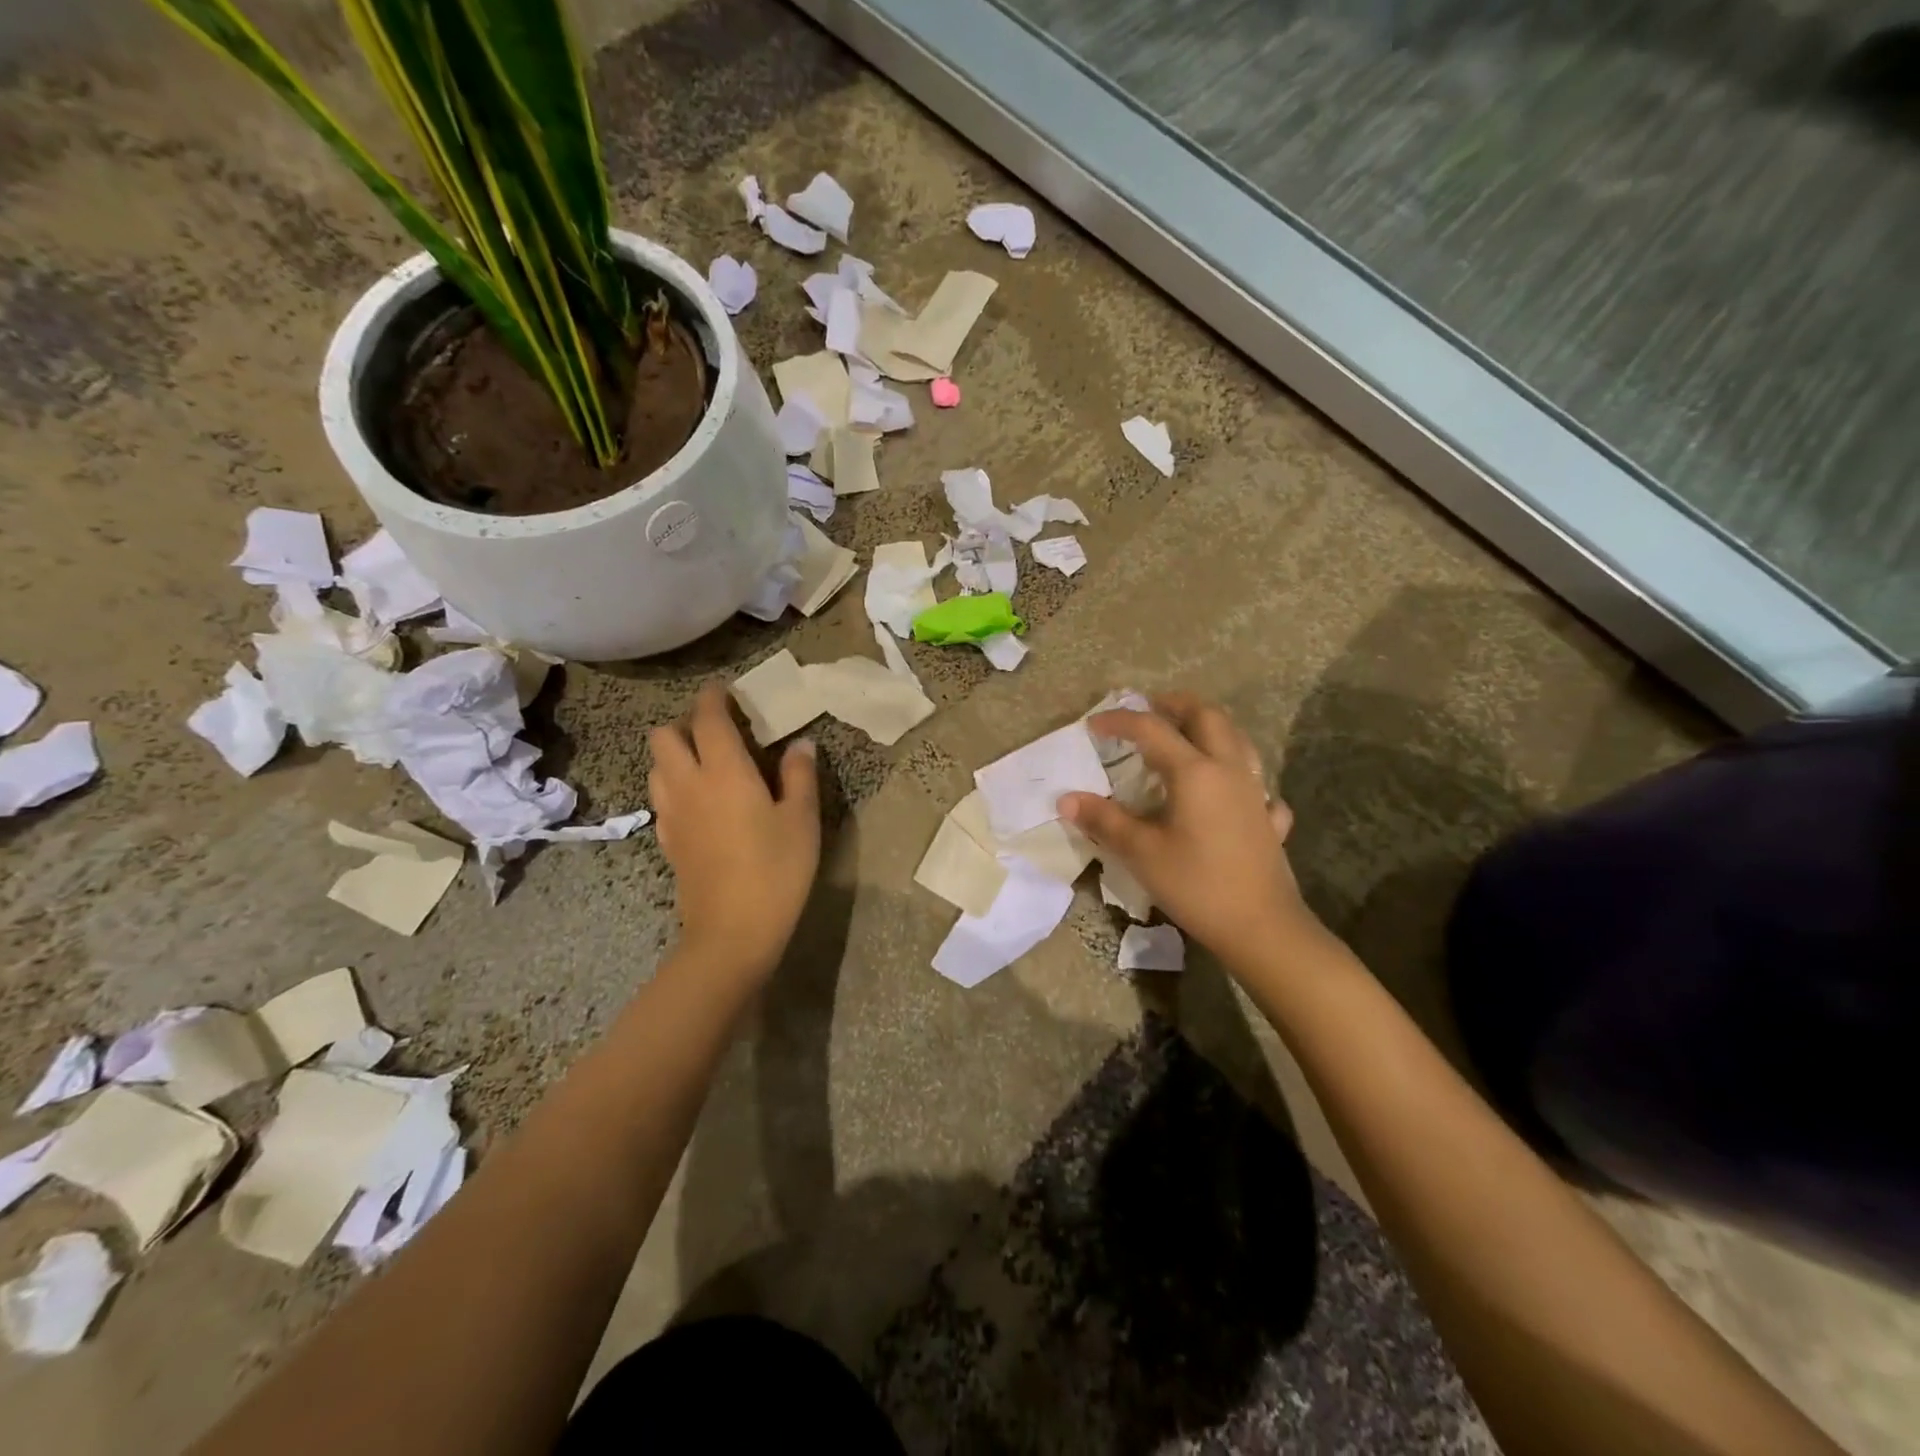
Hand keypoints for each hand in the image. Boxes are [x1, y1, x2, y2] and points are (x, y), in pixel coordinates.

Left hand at [648, 683, 820, 979]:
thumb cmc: (776, 870)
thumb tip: (801, 744)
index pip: (707, 718)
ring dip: (675, 753)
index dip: (713, 698)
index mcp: (724, 771)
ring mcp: (672, 814)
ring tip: (708, 763)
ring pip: (656, 765)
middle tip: (717, 732)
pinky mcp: (668, 840)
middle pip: (664, 736)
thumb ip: (799, 776)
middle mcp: (688, 784)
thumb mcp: (802, 820)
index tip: (725, 691)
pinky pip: (662, 797)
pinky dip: (675, 785)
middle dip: (685, 723)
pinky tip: (701, 802)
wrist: (732, 932)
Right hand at [1060, 693, 1310, 968]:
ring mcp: (1255, 793)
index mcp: (1194, 772)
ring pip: (1238, 740)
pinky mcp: (1269, 819)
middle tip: (1150, 707)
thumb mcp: (1141, 853)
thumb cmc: (1196, 885)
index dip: (1120, 722)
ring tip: (1186, 735)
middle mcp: (1228, 770)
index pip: (1152, 730)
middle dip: (1176, 704)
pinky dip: (1239, 775)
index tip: (1094, 725)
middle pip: (1207, 717)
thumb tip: (1067, 800)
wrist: (1261, 927)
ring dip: (1209, 728)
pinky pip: (1258, 783)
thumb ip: (1104, 821)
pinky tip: (1229, 793)